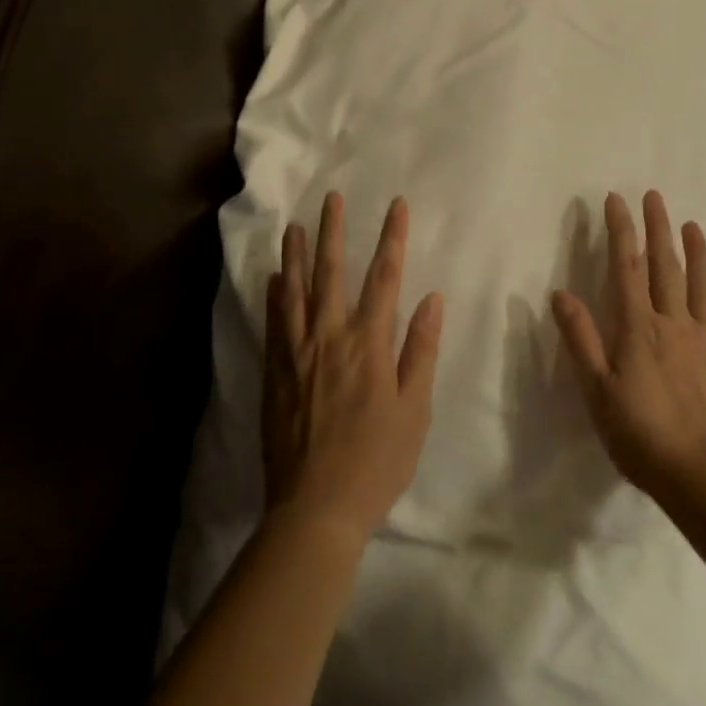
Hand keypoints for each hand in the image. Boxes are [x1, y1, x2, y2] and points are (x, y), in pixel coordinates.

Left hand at [264, 193, 444, 545]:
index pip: (384, 278)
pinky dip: (275, 296)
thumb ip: (420, 350)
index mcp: (369, 345)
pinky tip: (274, 278)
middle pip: (333, 274)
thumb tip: (431, 299)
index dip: (392, 238)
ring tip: (295, 225)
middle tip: (331, 198)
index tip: (396, 206)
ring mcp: (297, 354)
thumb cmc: (377, 461)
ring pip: (296, 292)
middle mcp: (330, 338)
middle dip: (335, 232)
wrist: (316, 507)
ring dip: (297, 255)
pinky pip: (274, 324)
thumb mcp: (414, 410)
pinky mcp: (275, 373)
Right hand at [552, 191, 705, 501]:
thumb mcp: (597, 392)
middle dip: (657, 228)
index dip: (621, 231)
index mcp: (637, 328)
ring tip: (691, 223)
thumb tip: (560, 293)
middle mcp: (673, 323)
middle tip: (654, 196)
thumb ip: (581, 339)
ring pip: (700, 283)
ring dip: (694, 250)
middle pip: (664, 266)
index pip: (625, 268)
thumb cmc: (642, 436)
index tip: (616, 200)